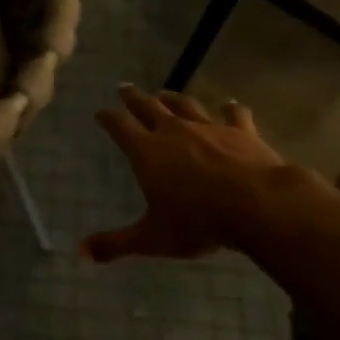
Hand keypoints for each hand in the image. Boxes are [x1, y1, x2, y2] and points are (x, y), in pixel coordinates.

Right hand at [82, 86, 289, 262]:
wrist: (258, 205)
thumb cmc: (198, 222)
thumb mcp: (152, 238)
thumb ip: (116, 244)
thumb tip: (81, 252)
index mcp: (147, 152)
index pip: (120, 127)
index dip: (108, 118)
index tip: (100, 111)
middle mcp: (174, 132)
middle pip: (149, 107)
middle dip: (134, 98)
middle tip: (124, 88)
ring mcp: (209, 128)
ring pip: (186, 106)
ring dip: (173, 98)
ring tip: (165, 93)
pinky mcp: (241, 132)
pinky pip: (233, 115)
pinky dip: (230, 109)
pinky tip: (230, 104)